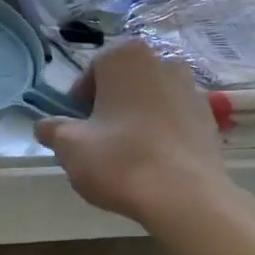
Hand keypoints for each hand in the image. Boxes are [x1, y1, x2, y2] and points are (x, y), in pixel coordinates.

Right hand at [34, 39, 254, 230]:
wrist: (186, 197)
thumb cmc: (120, 160)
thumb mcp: (70, 146)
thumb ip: (52, 129)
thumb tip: (45, 126)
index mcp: (126, 57)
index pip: (92, 71)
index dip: (80, 101)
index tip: (77, 128)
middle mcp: (163, 62)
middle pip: (124, 83)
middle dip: (110, 107)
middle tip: (98, 141)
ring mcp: (192, 89)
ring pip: (151, 101)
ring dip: (137, 119)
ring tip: (127, 155)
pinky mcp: (209, 119)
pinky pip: (174, 121)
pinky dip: (161, 134)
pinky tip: (154, 163)